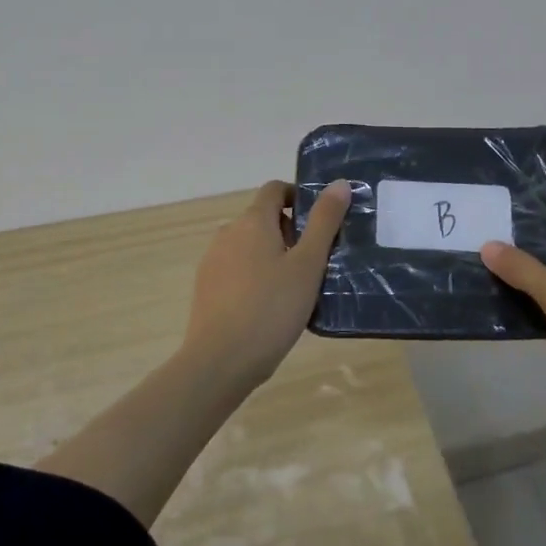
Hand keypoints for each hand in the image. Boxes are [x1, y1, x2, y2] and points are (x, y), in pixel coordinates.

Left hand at [184, 179, 351, 387]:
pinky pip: (237, 268)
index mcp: (253, 221)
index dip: (299, 197)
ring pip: (250, 245)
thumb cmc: (271, 308)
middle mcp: (228, 232)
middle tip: (314, 262)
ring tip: (295, 288)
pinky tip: (269, 307)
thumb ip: (324, 221)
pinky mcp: (206, 287)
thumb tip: (339, 183)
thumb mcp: (308, 264)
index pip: (275, 189)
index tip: (319, 222)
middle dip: (290, 231)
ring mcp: (213, 260)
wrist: (219, 362)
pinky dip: (255, 275)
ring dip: (273, 255)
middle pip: (263, 217)